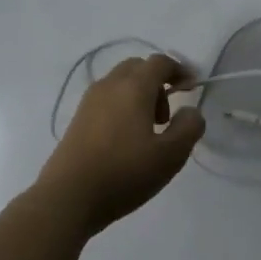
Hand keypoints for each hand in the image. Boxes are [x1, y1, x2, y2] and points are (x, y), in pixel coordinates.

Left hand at [37, 53, 205, 231]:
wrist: (68, 196)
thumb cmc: (124, 173)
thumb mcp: (170, 155)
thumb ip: (189, 127)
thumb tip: (191, 111)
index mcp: (133, 87)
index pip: (160, 62)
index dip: (180, 70)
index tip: (192, 88)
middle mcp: (109, 85)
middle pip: (138, 68)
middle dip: (158, 83)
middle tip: (167, 117)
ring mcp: (89, 101)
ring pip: (120, 83)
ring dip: (139, 95)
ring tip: (147, 132)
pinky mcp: (77, 118)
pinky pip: (107, 99)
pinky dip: (122, 106)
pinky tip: (125, 140)